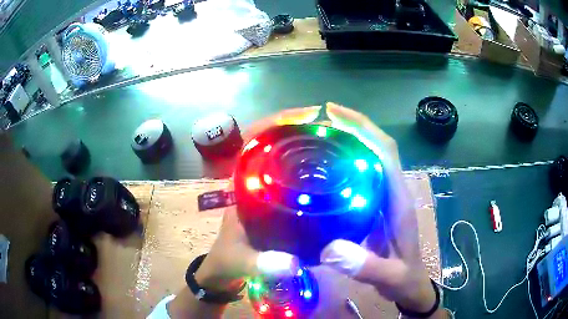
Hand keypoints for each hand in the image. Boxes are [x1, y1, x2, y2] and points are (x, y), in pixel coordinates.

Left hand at [167, 106, 321, 318]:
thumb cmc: (227, 259)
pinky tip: (331, 170)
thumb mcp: (242, 261)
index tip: (307, 115)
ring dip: (308, 144)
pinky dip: (310, 166)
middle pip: (275, 141)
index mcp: (241, 184)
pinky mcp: (274, 200)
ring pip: (285, 155)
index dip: (277, 122)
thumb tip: (292, 264)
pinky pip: (293, 173)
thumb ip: (263, 264)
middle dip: (301, 129)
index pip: (254, 138)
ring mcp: (265, 188)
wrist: (225, 269)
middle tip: (332, 128)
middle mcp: (253, 180)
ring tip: (337, 142)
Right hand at [321, 103, 440, 315]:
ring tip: (320, 134)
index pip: (385, 152)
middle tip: (320, 119)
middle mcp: (393, 192)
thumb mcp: (389, 277)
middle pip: (377, 147)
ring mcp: (386, 198)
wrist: (411, 286)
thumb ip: (367, 266)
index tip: (335, 113)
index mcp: (399, 201)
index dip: (363, 129)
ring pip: (371, 159)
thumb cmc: (404, 279)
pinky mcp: (377, 207)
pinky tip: (327, 165)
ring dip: (350, 141)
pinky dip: (347, 162)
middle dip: (353, 127)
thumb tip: (330, 249)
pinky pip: (363, 175)